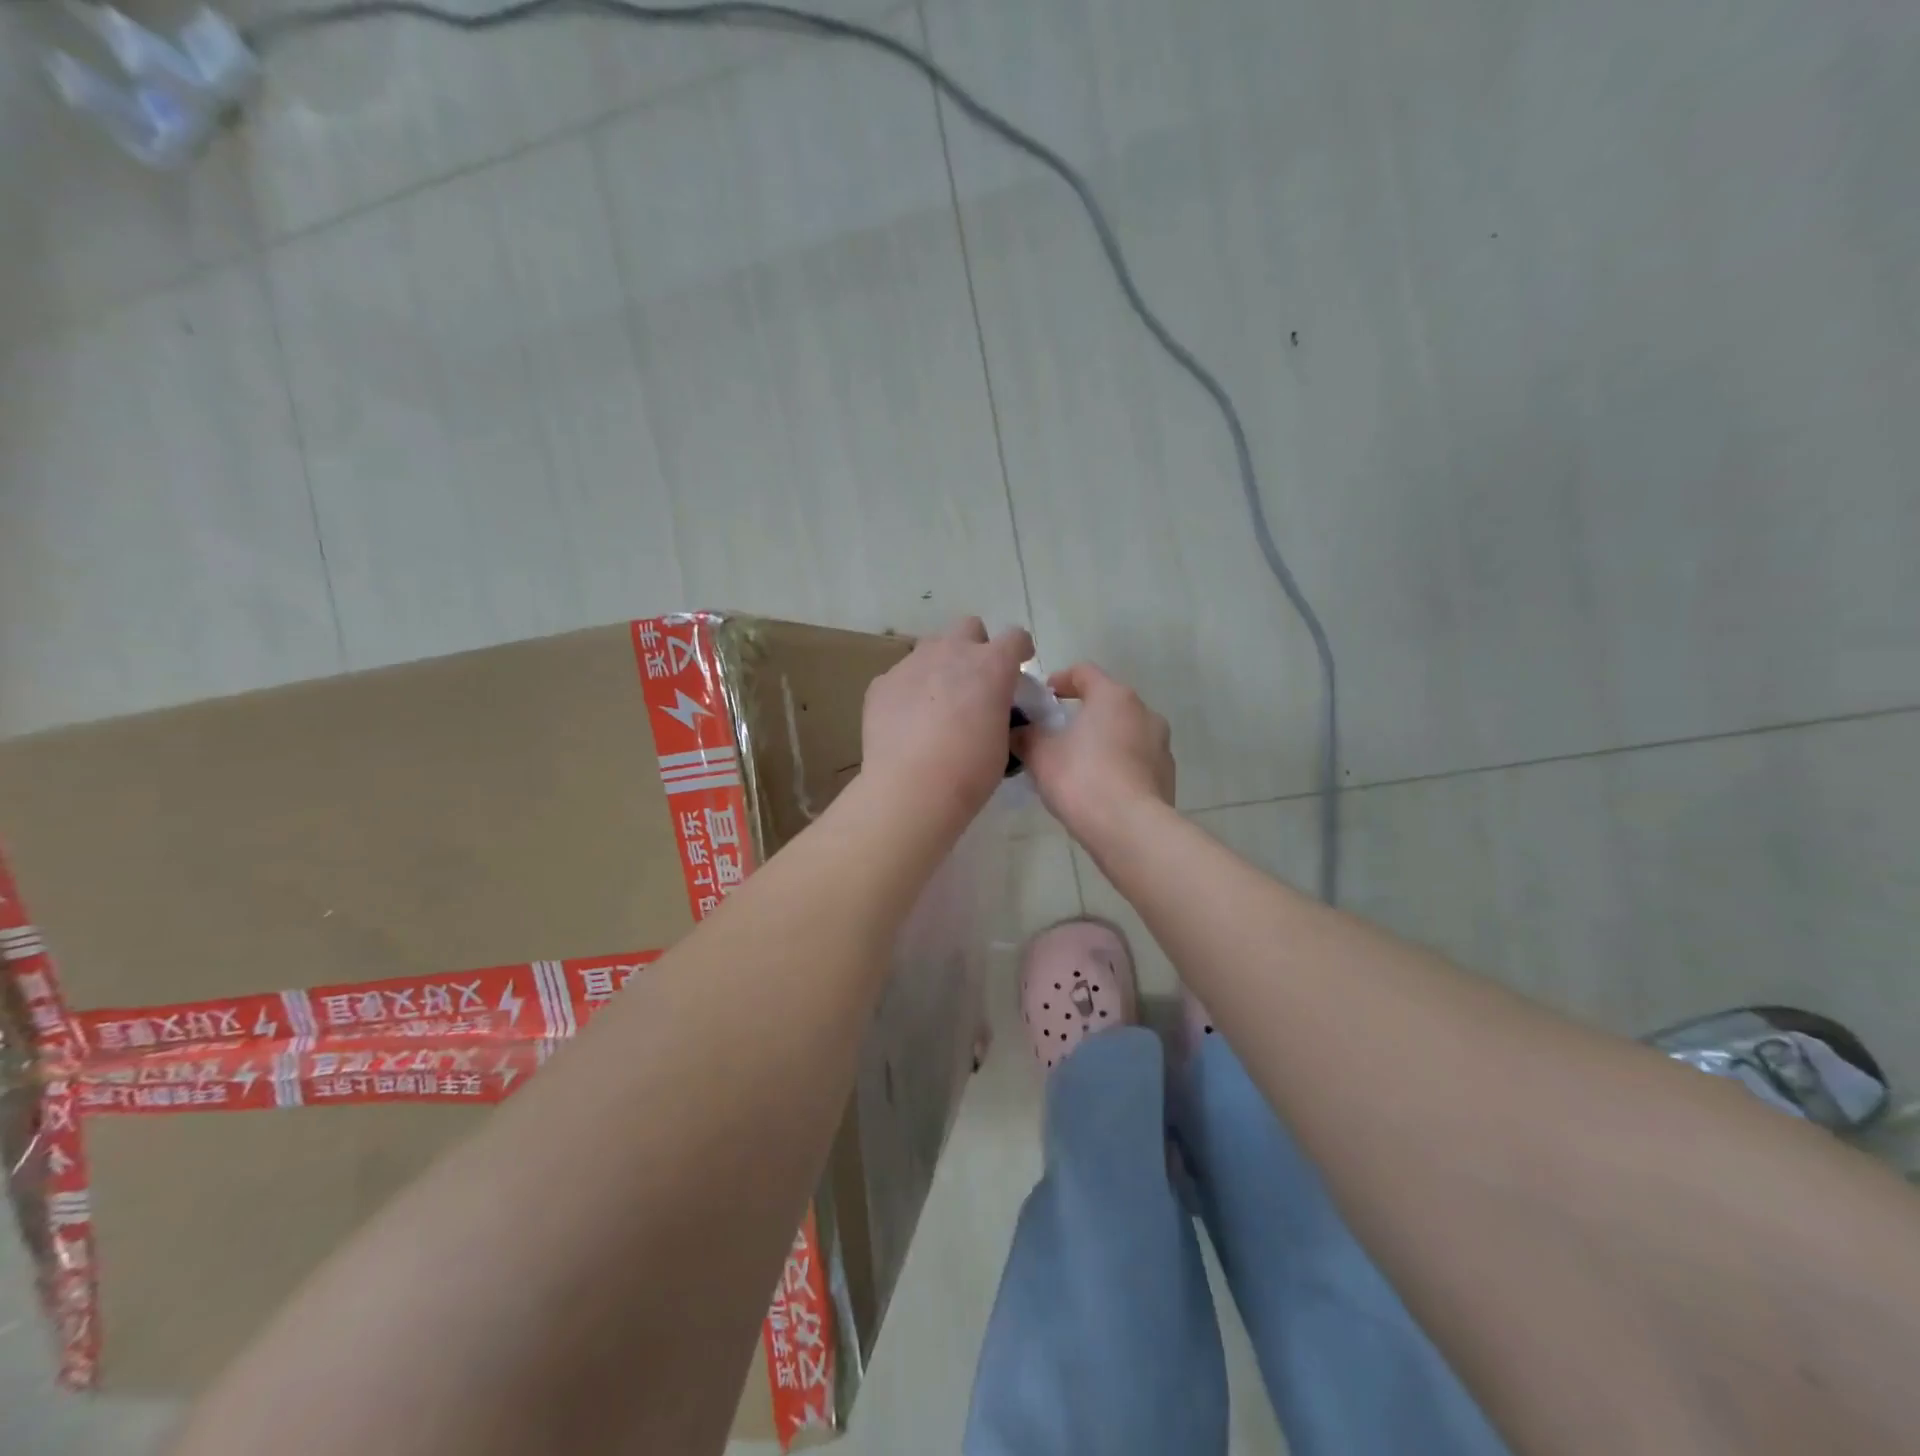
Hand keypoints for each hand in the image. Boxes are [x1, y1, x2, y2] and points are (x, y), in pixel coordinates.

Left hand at [860, 617, 1034, 829]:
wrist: (910, 788)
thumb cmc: (970, 770)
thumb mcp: (1003, 739)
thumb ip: (999, 709)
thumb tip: (989, 707)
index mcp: (991, 665)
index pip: (1015, 637)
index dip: (1019, 650)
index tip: (1018, 666)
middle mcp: (951, 652)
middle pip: (968, 627)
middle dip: (975, 646)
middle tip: (974, 681)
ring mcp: (911, 664)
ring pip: (931, 648)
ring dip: (940, 666)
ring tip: (936, 704)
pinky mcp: (881, 683)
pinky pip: (901, 677)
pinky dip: (909, 691)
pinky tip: (906, 722)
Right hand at [1012, 664, 1173, 845]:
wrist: (1130, 829)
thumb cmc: (1081, 779)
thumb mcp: (1040, 755)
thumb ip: (1025, 736)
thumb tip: (1018, 732)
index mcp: (1113, 697)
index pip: (1084, 672)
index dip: (1060, 680)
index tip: (1043, 698)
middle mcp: (1144, 712)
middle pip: (1107, 703)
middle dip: (1082, 714)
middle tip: (1056, 734)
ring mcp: (1160, 744)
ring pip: (1124, 732)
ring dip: (1102, 741)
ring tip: (1077, 765)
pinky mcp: (1167, 775)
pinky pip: (1136, 761)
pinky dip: (1117, 765)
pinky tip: (1099, 789)